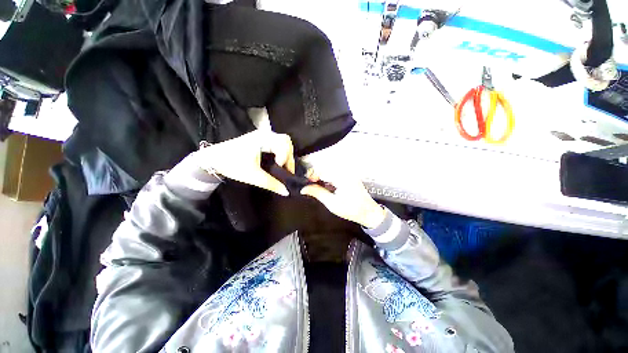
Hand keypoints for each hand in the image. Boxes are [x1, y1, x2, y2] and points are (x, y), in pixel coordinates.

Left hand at [196, 130, 295, 195]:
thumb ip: (272, 184)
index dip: (285, 157)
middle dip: (289, 156)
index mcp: (262, 139)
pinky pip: (277, 144)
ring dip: (286, 155)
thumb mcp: (253, 176)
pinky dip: (281, 153)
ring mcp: (262, 136)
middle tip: (286, 169)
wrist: (213, 159)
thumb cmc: (232, 165)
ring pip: (282, 142)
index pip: (284, 144)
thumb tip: (286, 192)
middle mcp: (265, 134)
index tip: (280, 169)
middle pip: (286, 141)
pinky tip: (277, 163)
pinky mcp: (260, 140)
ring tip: (283, 167)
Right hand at [300, 165, 385, 228]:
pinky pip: (334, 173)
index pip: (322, 170)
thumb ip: (317, 193)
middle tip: (310, 186)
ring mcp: (347, 173)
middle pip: (325, 169)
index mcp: (342, 177)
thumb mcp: (332, 203)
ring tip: (316, 187)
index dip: (311, 175)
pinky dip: (327, 179)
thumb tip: (304, 188)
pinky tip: (326, 187)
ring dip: (321, 177)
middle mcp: (345, 172)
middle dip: (315, 176)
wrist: (368, 212)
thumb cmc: (351, 210)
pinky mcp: (348, 176)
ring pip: (328, 170)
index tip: (306, 184)